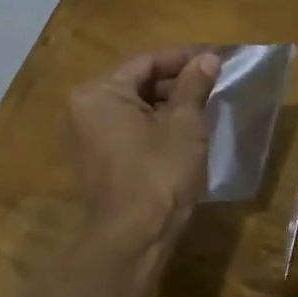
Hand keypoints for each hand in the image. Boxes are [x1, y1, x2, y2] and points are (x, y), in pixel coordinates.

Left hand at [68, 48, 220, 239]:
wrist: (133, 238)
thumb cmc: (159, 174)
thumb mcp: (184, 125)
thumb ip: (194, 85)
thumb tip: (208, 58)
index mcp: (99, 92)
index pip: (146, 62)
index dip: (183, 58)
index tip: (214, 59)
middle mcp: (83, 108)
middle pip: (136, 83)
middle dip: (175, 82)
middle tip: (213, 83)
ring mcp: (85, 136)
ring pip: (132, 107)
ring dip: (165, 104)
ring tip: (203, 106)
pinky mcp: (94, 160)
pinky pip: (125, 129)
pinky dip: (152, 125)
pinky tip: (182, 131)